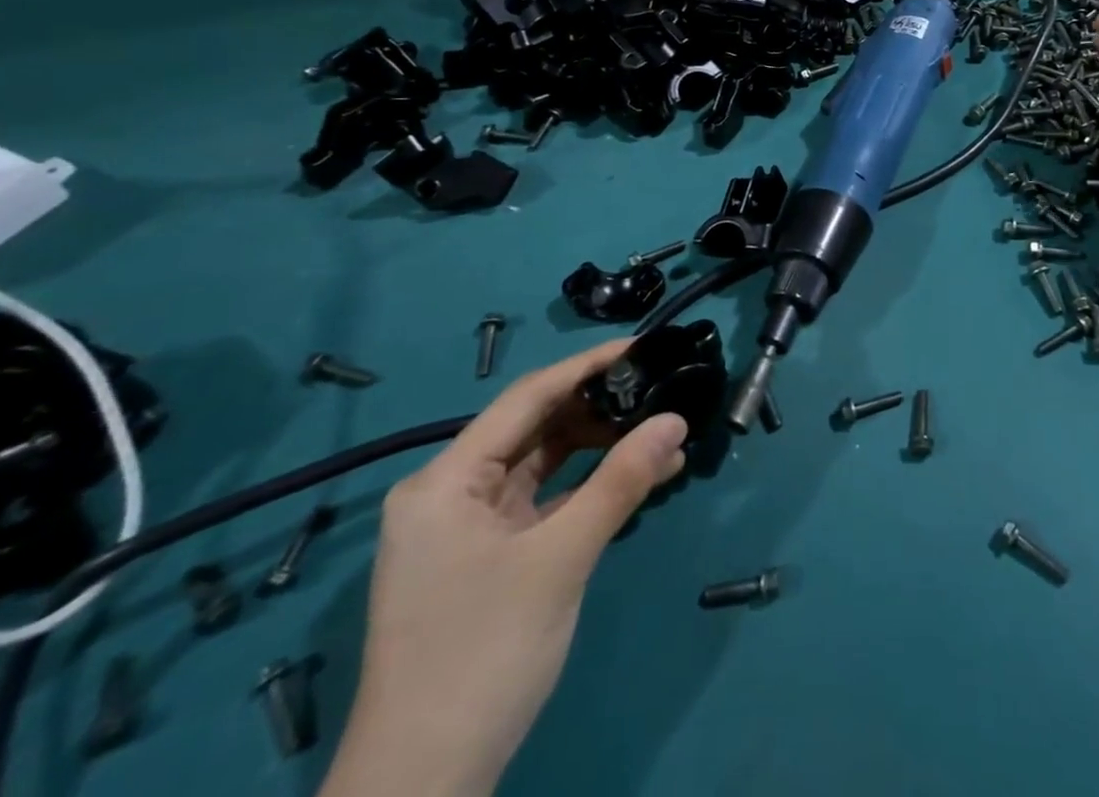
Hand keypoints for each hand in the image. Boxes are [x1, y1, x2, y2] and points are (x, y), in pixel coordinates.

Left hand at [320, 343, 687, 796]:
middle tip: (661, 387)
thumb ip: (621, 481)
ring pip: (544, 464)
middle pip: (535, 427)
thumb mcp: (561, 559)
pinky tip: (639, 479)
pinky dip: (589, 488)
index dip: (587, 366)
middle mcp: (451, 492)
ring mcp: (468, 528)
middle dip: (600, 408)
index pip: (528, 397)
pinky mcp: (488, 558)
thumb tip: (676, 419)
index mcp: (446, 480)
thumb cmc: (483, 655)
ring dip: (601, 450)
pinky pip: (545, 501)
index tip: (643, 345)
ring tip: (663, 433)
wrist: (422, 790)